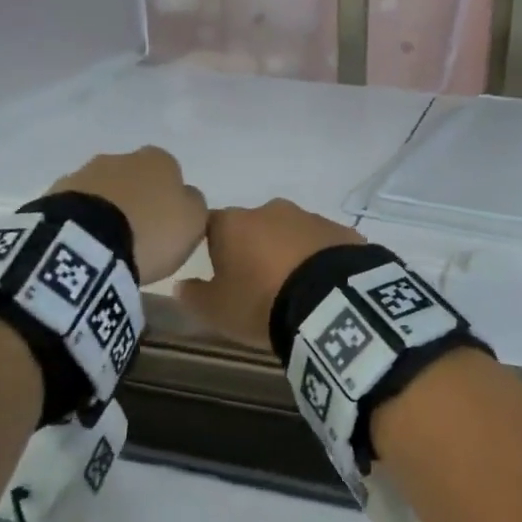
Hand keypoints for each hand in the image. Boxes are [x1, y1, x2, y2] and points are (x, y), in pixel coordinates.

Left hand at [51, 147, 206, 285]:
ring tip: (110, 245)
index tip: (167, 224)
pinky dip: (84, 220)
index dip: (169, 197)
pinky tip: (87, 244)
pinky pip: (78, 207)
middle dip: (136, 199)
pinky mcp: (55, 194)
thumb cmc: (151, 231)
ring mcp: (84, 173)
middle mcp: (120, 157)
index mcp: (158, 160)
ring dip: (108, 209)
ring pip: (103, 190)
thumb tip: (185, 197)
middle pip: (134, 177)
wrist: (87, 242)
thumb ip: (194, 204)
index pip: (170, 171)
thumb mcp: (194, 222)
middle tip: (139, 234)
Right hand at [176, 199, 364, 349]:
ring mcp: (310, 217)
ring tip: (295, 289)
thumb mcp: (217, 311)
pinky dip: (319, 259)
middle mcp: (270, 210)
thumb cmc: (261, 303)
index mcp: (233, 224)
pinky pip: (322, 244)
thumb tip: (180, 285)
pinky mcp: (341, 231)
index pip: (212, 226)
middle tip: (260, 285)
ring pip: (290, 233)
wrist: (330, 302)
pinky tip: (323, 286)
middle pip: (254, 228)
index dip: (214, 250)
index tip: (222, 274)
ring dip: (289, 253)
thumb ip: (194, 296)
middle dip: (255, 250)